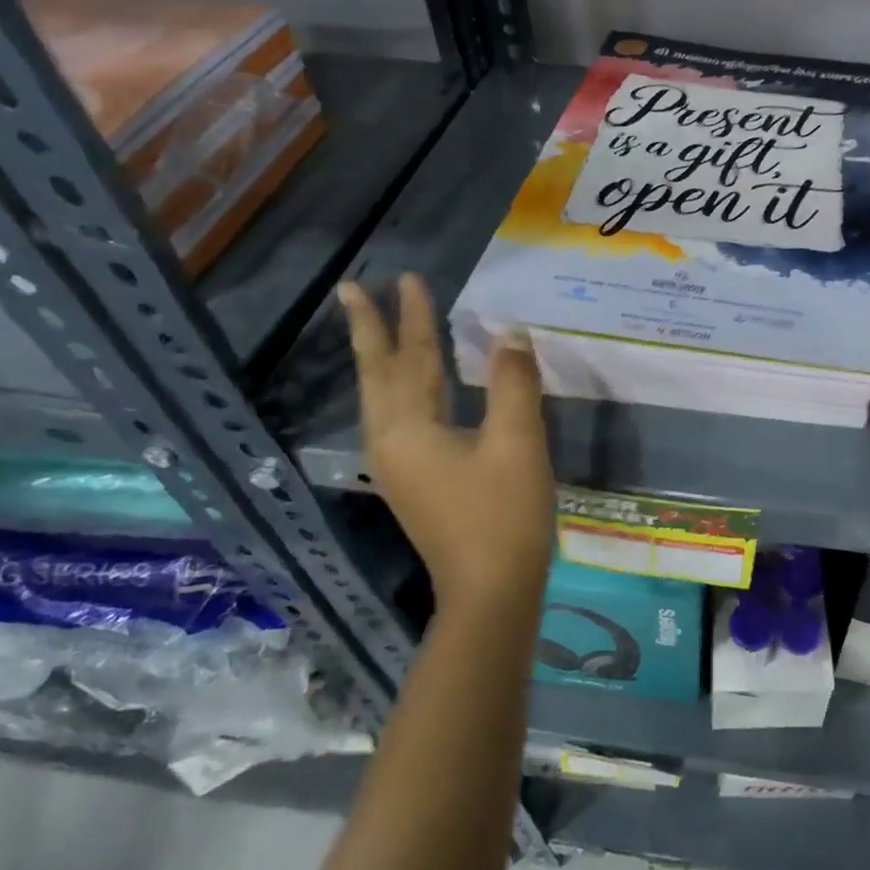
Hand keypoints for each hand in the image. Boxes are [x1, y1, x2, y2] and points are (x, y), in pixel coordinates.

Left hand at [337, 273, 554, 614]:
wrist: (491, 592)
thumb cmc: (504, 514)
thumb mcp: (517, 441)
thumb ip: (513, 382)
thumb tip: (509, 333)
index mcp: (409, 428)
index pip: (410, 357)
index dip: (412, 315)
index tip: (405, 277)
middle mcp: (390, 442)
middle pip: (378, 374)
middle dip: (369, 330)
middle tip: (351, 290)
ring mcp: (398, 466)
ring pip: (383, 397)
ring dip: (381, 357)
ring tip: (377, 328)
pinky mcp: (414, 482)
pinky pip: (399, 417)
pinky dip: (402, 387)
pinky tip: (415, 386)